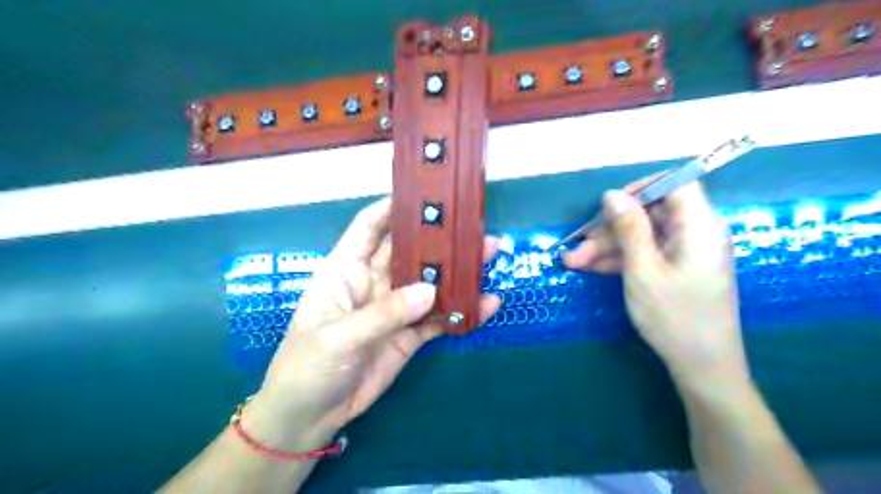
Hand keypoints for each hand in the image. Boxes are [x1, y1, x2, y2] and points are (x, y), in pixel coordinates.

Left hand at [251, 197, 502, 447]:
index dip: (392, 209)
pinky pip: (439, 319)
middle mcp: (373, 283)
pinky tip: (486, 304)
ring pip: (429, 283)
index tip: (424, 195)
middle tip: (473, 229)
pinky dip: (462, 312)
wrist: (310, 418)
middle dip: (438, 240)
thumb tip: (429, 291)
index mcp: (346, 270)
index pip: (368, 228)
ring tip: (488, 258)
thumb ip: (383, 313)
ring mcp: (395, 309)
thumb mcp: (337, 337)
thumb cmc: (307, 367)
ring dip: (457, 273)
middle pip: (409, 252)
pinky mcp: (410, 335)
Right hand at [568, 179, 745, 386]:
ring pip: (642, 236)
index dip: (641, 188)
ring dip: (607, 247)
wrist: (702, 368)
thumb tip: (612, 194)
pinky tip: (590, 269)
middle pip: (650, 214)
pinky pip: (646, 254)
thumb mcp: (643, 270)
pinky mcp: (676, 269)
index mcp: (698, 226)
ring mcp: (685, 253)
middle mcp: (695, 233)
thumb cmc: (674, 317)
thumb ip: (629, 228)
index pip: (676, 184)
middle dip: (609, 228)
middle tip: (576, 246)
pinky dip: (620, 260)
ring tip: (572, 262)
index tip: (609, 206)